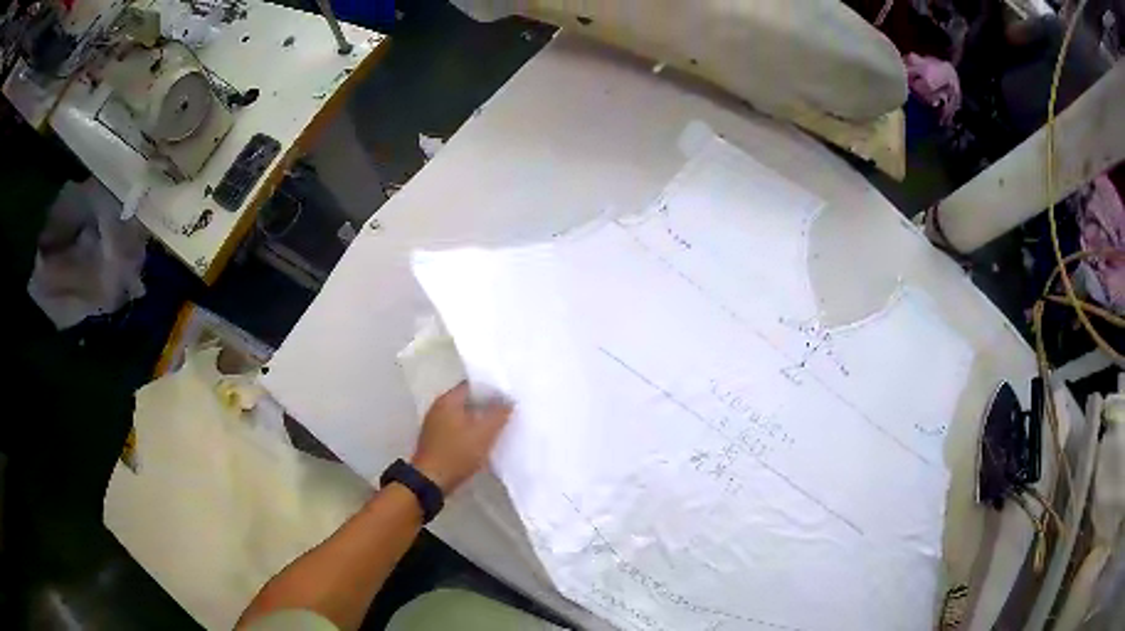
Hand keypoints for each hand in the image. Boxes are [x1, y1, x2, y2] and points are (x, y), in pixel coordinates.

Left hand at [411, 382, 511, 494]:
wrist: (430, 481)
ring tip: (498, 426)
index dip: (491, 389)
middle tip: (506, 411)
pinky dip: (469, 432)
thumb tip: (509, 400)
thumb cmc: (457, 453)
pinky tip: (482, 441)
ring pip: (462, 416)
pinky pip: (457, 429)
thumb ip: (499, 414)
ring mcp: (434, 425)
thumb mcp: (484, 433)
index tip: (508, 396)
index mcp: (448, 400)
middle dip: (486, 405)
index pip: (472, 385)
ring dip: (478, 420)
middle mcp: (438, 408)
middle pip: (467, 400)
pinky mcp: (435, 440)